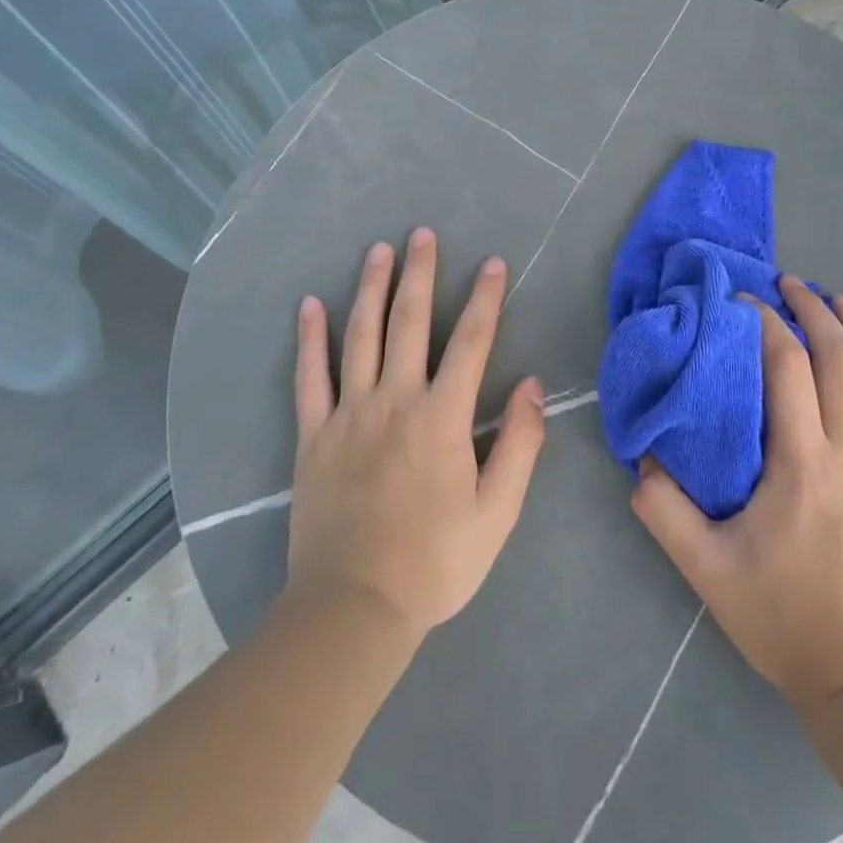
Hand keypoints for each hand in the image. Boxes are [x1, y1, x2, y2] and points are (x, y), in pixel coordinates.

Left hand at [285, 228, 546, 642]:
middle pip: (409, 323)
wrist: (354, 609)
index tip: (493, 264)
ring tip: (378, 251)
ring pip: (360, 336)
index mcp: (442, 418)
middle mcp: (395, 401)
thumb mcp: (498, 512)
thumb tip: (533, 385)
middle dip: (419, 274)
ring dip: (370, 289)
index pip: (471, 342)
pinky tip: (310, 305)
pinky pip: (310, 377)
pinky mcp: (314, 435)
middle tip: (423, 234)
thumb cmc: (435, 562)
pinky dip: (310, 338)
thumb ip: (520, 444)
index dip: (485, 299)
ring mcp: (348, 414)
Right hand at [632, 273, 842, 709]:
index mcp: (803, 466)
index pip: (788, 369)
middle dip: (816, 311)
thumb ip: (665, 512)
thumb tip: (642, 460)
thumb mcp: (707, 570)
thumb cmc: (784, 619)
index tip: (745, 302)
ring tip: (842, 303)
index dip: (767, 324)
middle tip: (792, 284)